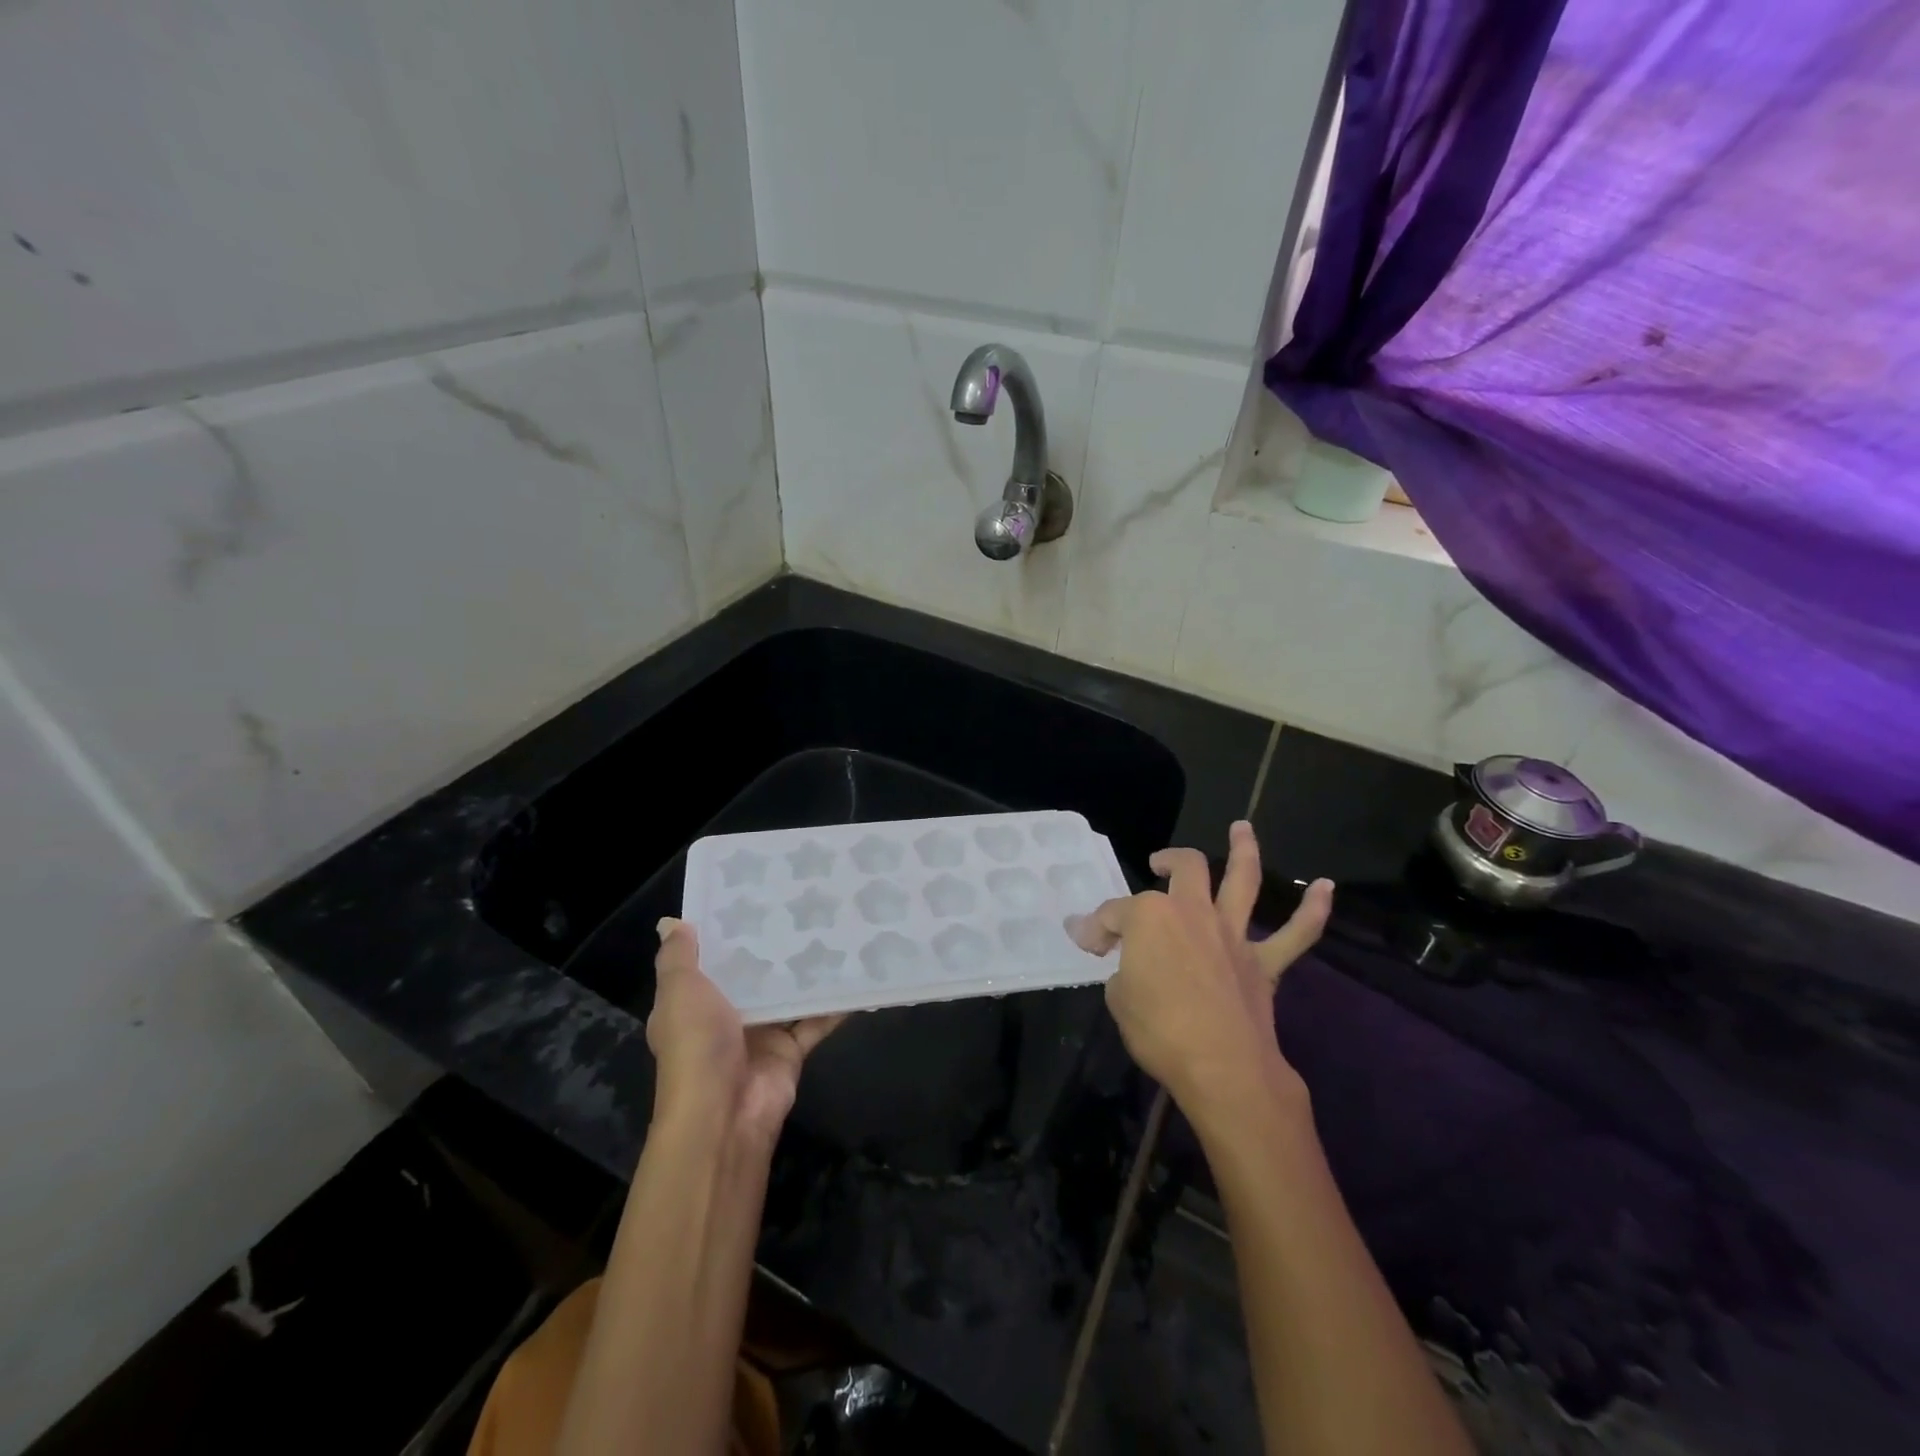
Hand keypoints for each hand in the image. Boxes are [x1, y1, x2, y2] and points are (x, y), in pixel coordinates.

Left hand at [648, 918, 841, 1145]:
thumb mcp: (679, 992)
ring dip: (806, 970)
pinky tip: (857, 973)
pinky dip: (835, 1003)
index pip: (709, 960)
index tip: (752, 895)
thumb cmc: (696, 1045)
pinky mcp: (790, 1050)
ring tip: (832, 927)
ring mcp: (760, 1035)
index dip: (726, 932)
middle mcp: (725, 1017)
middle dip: (773, 945)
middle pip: (752, 975)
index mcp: (693, 1003)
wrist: (724, 1114)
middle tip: (802, 902)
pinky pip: (816, 1021)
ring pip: (787, 994)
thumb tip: (671, 922)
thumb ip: (677, 958)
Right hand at [1069, 821, 1331, 1132]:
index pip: (1113, 914)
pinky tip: (1327, 887)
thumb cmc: (1159, 1030)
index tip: (1086, 942)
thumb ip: (1121, 972)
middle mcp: (1192, 912)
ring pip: (1242, 880)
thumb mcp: (1119, 999)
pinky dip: (1313, 911)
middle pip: (1184, 870)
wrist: (1222, 1068)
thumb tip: (1123, 965)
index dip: (1095, 927)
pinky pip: (1295, 934)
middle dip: (1168, 860)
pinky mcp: (1264, 963)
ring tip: (1243, 828)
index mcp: (1149, 918)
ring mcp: (1232, 934)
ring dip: (1244, 850)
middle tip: (1158, 863)